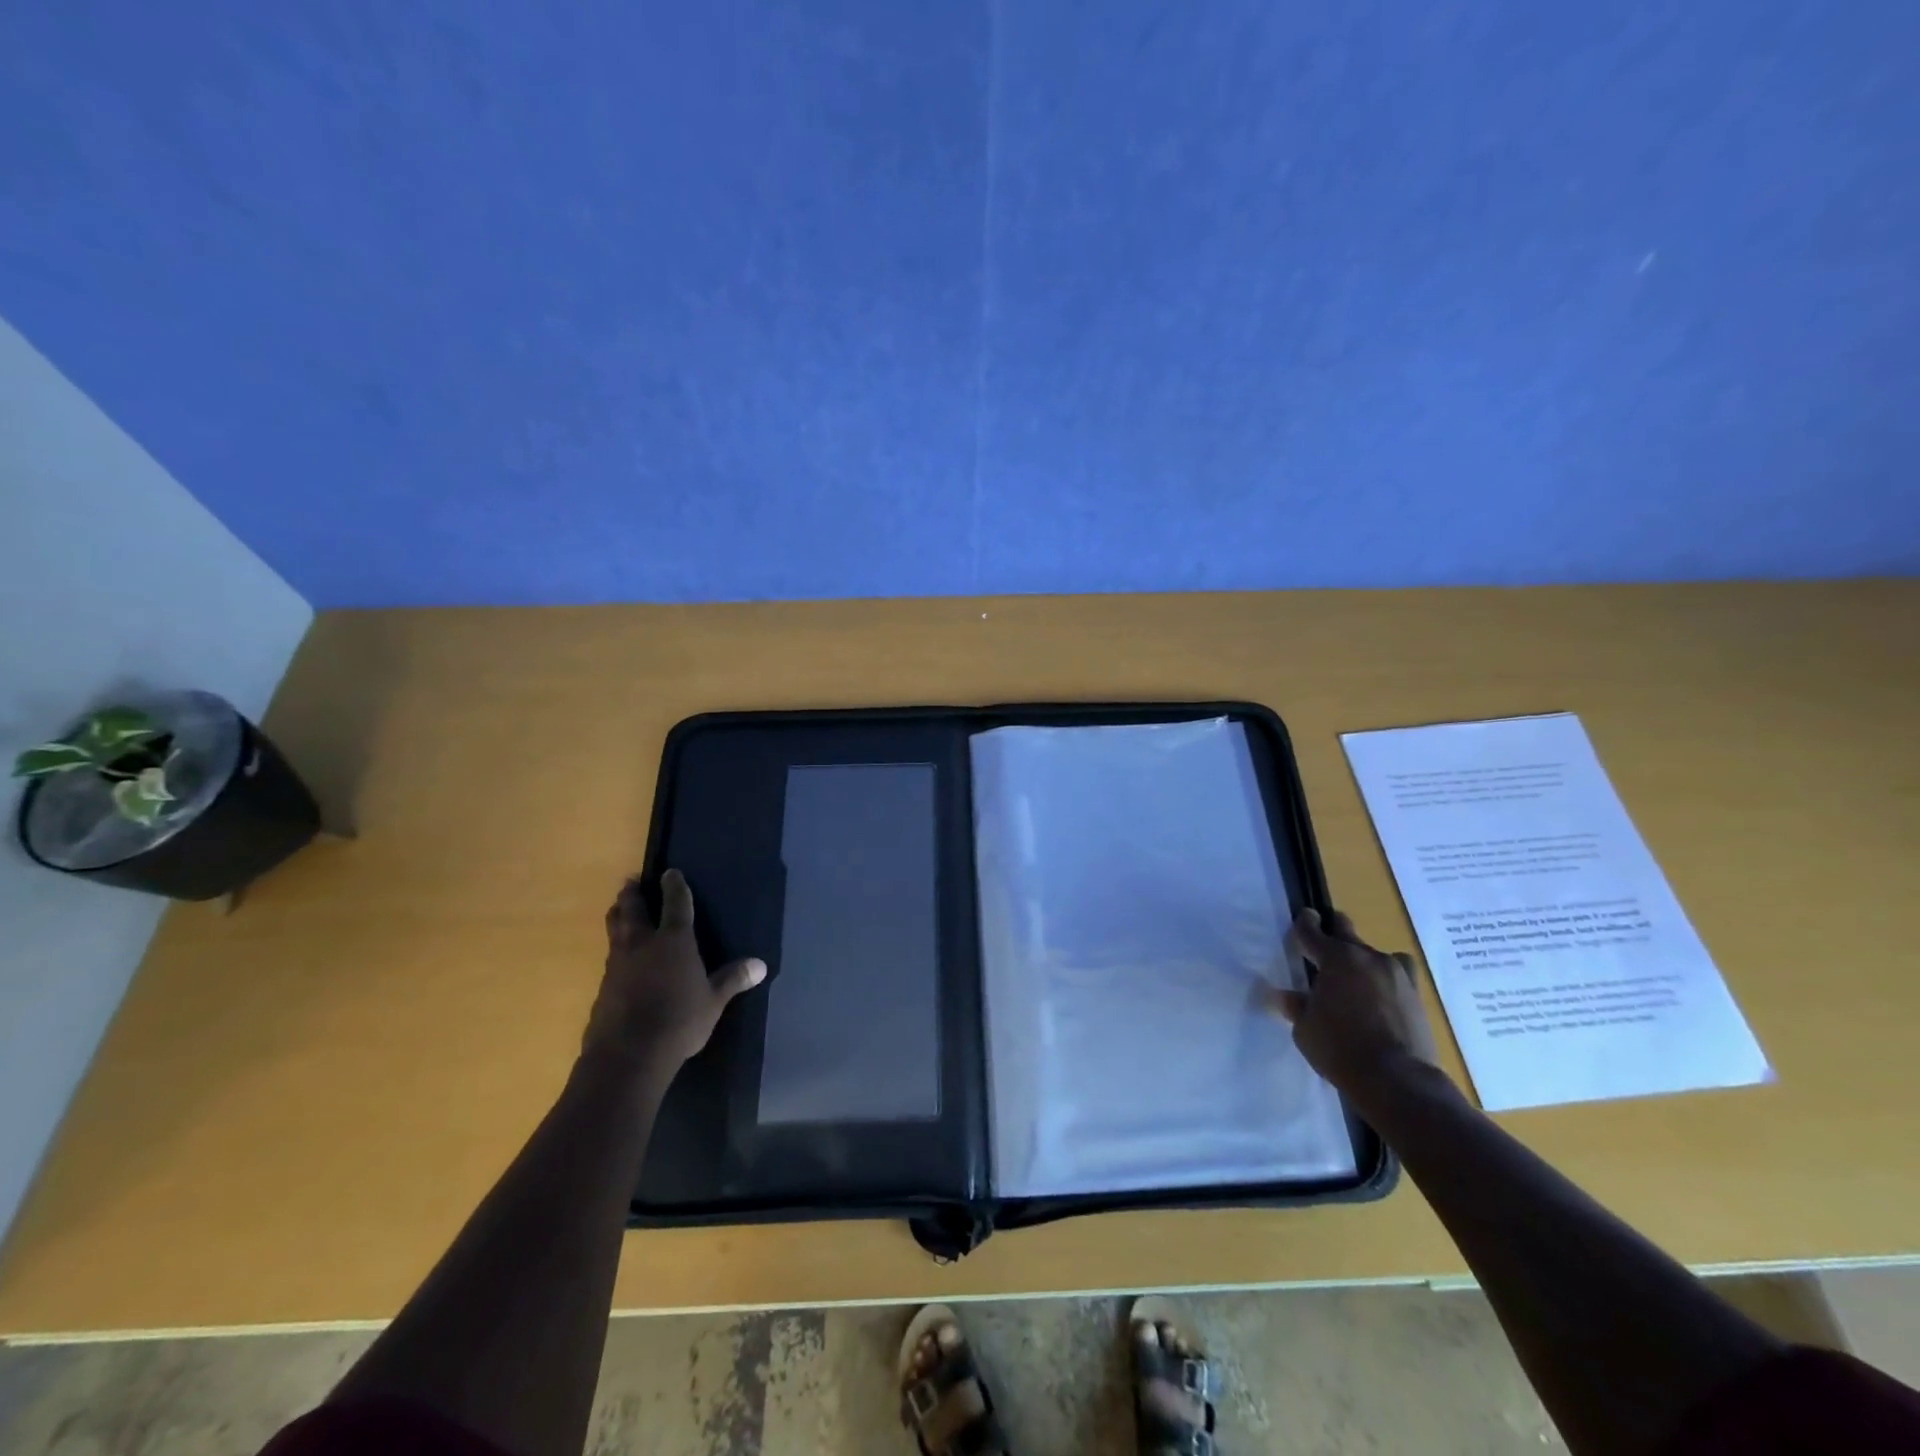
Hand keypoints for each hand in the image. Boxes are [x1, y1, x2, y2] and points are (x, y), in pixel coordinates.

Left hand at [584, 869, 764, 1070]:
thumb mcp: (713, 1002)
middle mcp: (642, 944)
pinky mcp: (603, 987)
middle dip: (633, 894)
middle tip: (631, 881)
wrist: (627, 1055)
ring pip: (615, 930)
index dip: (674, 886)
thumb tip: (760, 965)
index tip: (670, 872)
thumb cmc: (679, 1022)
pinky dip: (615, 948)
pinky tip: (619, 958)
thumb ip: (733, 980)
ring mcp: (618, 965)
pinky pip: (610, 957)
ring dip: (618, 916)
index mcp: (674, 941)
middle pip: (633, 910)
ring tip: (618, 908)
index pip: (676, 904)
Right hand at [1274, 908, 1438, 1100]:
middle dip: (1333, 931)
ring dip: (1361, 959)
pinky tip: (1381, 995)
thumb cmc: (1340, 1049)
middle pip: (1346, 929)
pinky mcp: (1416, 994)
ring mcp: (1396, 974)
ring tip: (1355, 978)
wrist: (1398, 1079)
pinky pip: (1398, 973)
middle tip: (1325, 945)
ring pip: (1374, 952)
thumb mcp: (1305, 1029)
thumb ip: (1296, 1006)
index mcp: (1335, 958)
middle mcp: (1367, 957)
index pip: (1312, 931)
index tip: (1304, 916)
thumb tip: (1283, 996)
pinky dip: (1387, 977)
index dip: (1304, 922)